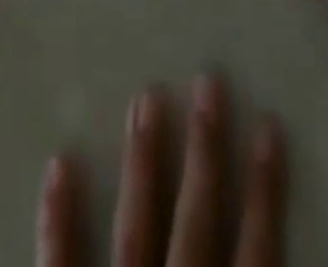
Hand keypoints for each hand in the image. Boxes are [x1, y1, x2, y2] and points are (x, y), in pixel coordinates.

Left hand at [37, 75, 283, 266]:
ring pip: (135, 230)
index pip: (257, 254)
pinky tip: (60, 163)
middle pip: (196, 222)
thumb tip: (259, 226)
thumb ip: (248, 263)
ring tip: (146, 96)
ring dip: (143, 163)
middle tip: (208, 79)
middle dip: (204, 149)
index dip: (266, 189)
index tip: (270, 123)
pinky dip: (57, 220)